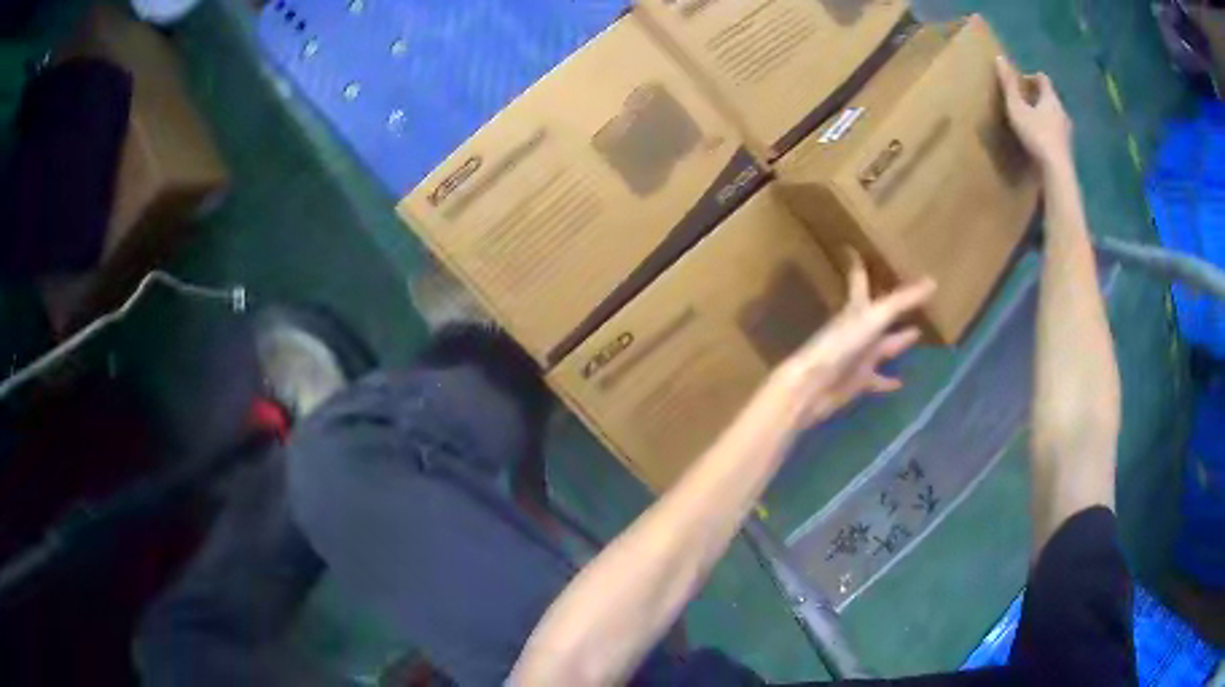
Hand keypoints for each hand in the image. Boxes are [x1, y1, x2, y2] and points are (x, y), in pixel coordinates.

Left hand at [773, 252, 935, 423]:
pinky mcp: (858, 382)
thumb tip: (933, 281)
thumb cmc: (841, 345)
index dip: (857, 265)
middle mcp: (858, 330)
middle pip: (879, 314)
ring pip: (883, 346)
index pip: (859, 281)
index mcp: (856, 310)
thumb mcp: (875, 318)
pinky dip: (889, 381)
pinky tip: (902, 382)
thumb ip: (902, 301)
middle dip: (894, 304)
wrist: (813, 386)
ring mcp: (858, 356)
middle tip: (912, 294)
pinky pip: (878, 380)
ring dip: (899, 340)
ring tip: (918, 332)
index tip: (851, 249)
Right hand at [995, 56, 1072, 170]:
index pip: (1044, 79)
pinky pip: (1058, 135)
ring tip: (1033, 123)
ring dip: (1046, 117)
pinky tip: (1041, 142)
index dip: (1032, 77)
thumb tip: (1000, 58)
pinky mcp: (1068, 150)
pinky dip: (1050, 133)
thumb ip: (1009, 84)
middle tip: (1026, 102)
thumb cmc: (1036, 135)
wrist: (1057, 172)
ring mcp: (1068, 133)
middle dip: (1039, 98)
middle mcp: (1063, 113)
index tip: (1021, 82)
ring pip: (1056, 117)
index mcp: (1051, 99)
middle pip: (1051, 98)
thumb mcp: (1017, 108)